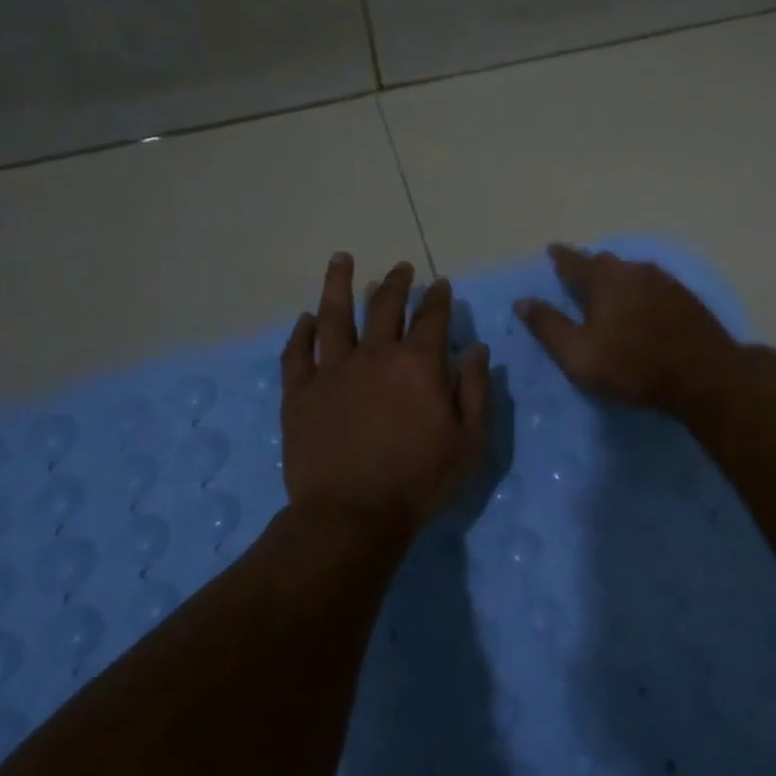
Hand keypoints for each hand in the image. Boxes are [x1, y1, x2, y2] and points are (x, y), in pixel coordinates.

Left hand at [281, 254, 490, 530]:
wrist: (352, 514)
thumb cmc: (420, 480)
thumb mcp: (470, 441)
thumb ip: (476, 390)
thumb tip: (477, 349)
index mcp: (418, 364)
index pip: (432, 317)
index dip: (438, 297)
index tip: (441, 284)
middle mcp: (374, 355)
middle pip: (383, 305)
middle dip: (395, 283)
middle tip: (400, 269)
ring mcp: (332, 370)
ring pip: (333, 315)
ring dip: (338, 284)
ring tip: (342, 260)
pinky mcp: (299, 392)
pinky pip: (297, 352)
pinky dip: (301, 332)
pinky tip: (305, 319)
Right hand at [515, 245, 741, 413]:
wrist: (703, 374)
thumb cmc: (633, 367)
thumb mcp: (579, 355)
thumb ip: (549, 327)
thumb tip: (522, 301)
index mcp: (604, 281)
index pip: (574, 262)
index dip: (560, 256)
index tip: (552, 249)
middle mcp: (634, 271)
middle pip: (606, 262)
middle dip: (589, 265)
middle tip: (579, 272)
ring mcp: (664, 281)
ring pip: (632, 271)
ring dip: (617, 276)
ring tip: (610, 287)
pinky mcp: (686, 297)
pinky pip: (654, 283)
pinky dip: (640, 288)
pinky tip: (643, 300)